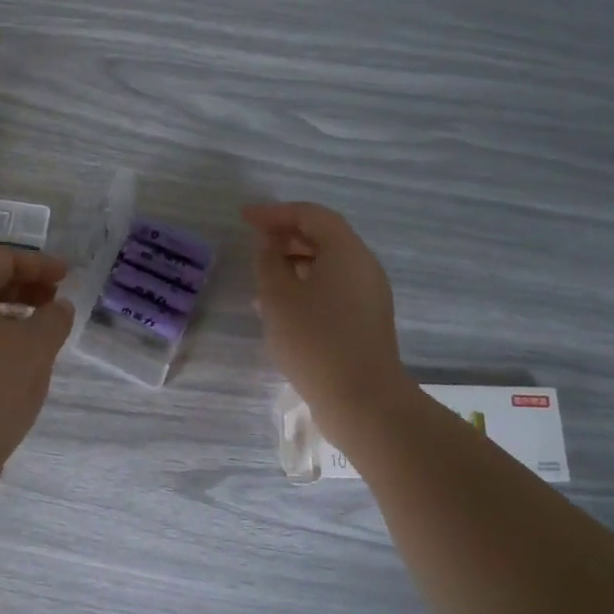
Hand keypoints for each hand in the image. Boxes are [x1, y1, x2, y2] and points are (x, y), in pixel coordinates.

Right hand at [244, 202, 412, 437]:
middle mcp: (363, 267)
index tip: (244, 219)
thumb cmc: (315, 340)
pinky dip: (305, 287)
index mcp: (347, 252)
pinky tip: (280, 310)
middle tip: (253, 245)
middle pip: (324, 237)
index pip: (311, 215)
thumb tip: (268, 242)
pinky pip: (332, 290)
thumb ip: (268, 261)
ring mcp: (368, 295)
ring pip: (327, 266)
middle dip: (285, 236)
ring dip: (293, 264)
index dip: (275, 212)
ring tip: (260, 280)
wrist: (362, 400)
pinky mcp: (365, 321)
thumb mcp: (278, 296)